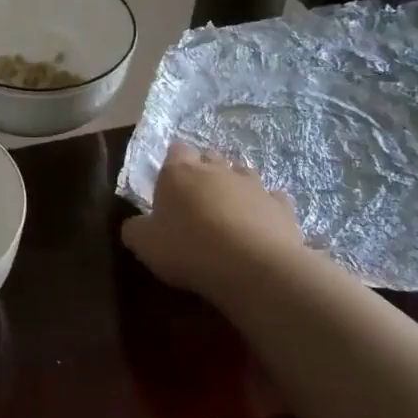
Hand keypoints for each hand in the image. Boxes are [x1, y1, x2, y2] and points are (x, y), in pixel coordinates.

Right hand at [120, 141, 308, 302]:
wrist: (253, 266)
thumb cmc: (188, 248)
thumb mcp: (144, 244)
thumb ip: (135, 229)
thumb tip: (135, 225)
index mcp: (179, 172)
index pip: (175, 151)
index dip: (172, 163)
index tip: (169, 184)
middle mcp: (217, 170)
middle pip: (210, 158)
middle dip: (205, 172)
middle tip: (197, 199)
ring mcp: (254, 185)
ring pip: (243, 174)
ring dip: (235, 186)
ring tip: (229, 210)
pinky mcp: (282, 206)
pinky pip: (273, 199)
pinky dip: (265, 207)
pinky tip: (261, 224)